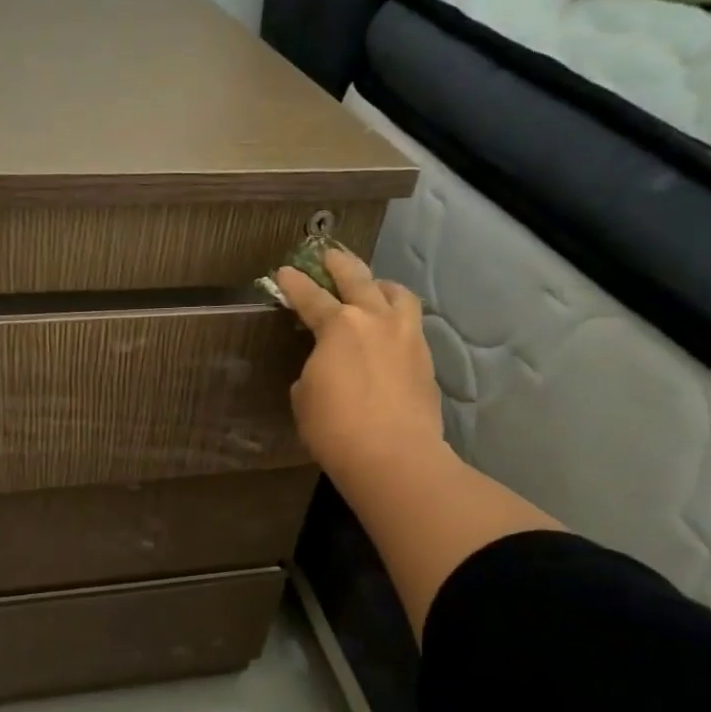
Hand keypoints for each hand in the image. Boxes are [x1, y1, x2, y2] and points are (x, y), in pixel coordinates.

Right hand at [275, 249, 446, 488]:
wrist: (393, 456)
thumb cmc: (335, 427)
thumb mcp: (304, 397)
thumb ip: (313, 371)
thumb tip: (325, 368)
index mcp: (338, 325)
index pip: (310, 297)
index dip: (294, 284)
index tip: (284, 272)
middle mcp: (375, 319)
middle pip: (358, 279)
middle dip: (340, 264)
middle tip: (329, 255)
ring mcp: (407, 337)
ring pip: (397, 294)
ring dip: (381, 285)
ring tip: (374, 288)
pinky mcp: (425, 359)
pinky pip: (411, 325)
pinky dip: (397, 319)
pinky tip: (390, 331)